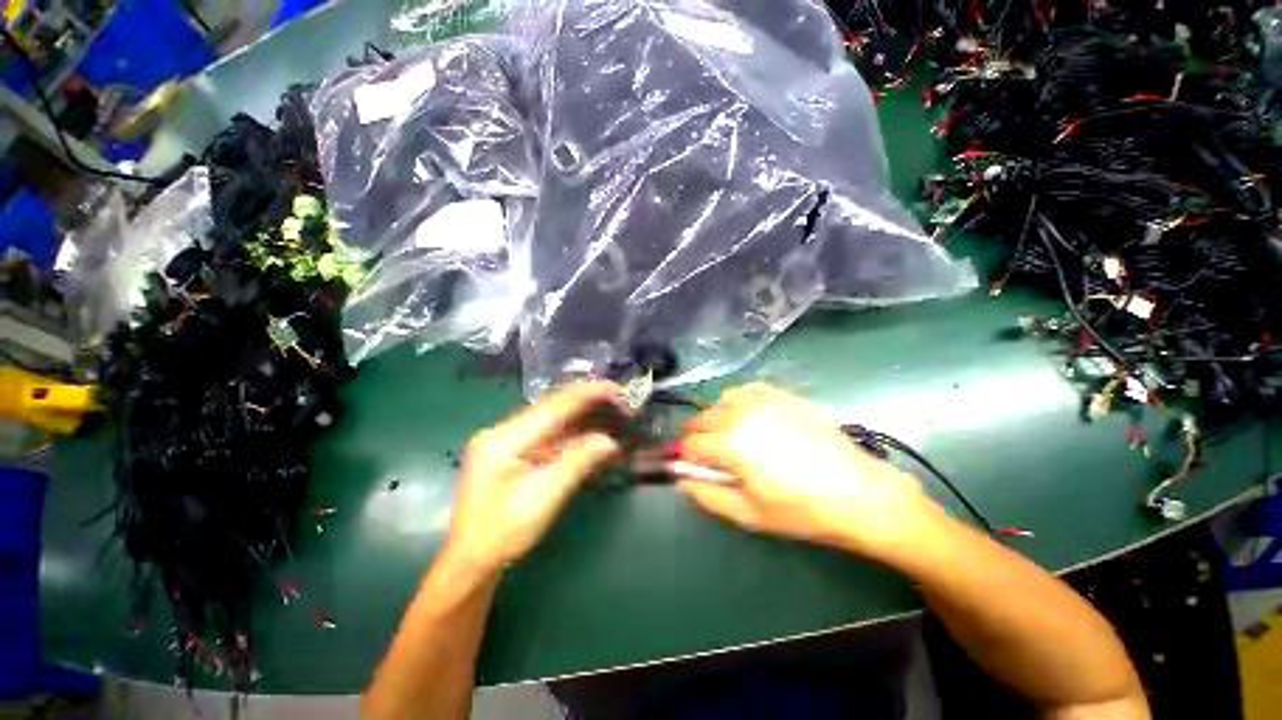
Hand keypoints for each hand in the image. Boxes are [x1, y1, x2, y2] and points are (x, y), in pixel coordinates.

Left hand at [444, 383, 624, 573]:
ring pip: (552, 421)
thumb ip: (578, 462)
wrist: (471, 563)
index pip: (554, 406)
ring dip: (582, 417)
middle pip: (553, 408)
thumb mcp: (545, 497)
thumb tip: (609, 441)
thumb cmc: (503, 533)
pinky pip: (547, 436)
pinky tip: (590, 433)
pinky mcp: (512, 454)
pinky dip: (571, 434)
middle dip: (588, 402)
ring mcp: (506, 442)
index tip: (617, 389)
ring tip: (611, 412)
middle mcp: (504, 431)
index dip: (588, 394)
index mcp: (506, 438)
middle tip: (620, 401)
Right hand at [676, 384, 939, 558]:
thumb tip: (683, 481)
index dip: (684, 457)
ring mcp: (764, 401)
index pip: (691, 444)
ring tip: (726, 435)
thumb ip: (708, 495)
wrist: (859, 493)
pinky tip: (747, 416)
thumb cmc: (802, 510)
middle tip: (704, 456)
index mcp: (730, 443)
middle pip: (702, 419)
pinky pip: (748, 390)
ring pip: (722, 400)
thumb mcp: (749, 513)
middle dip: (695, 437)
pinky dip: (738, 401)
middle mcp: (742, 415)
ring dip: (715, 416)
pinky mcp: (783, 396)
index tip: (686, 467)